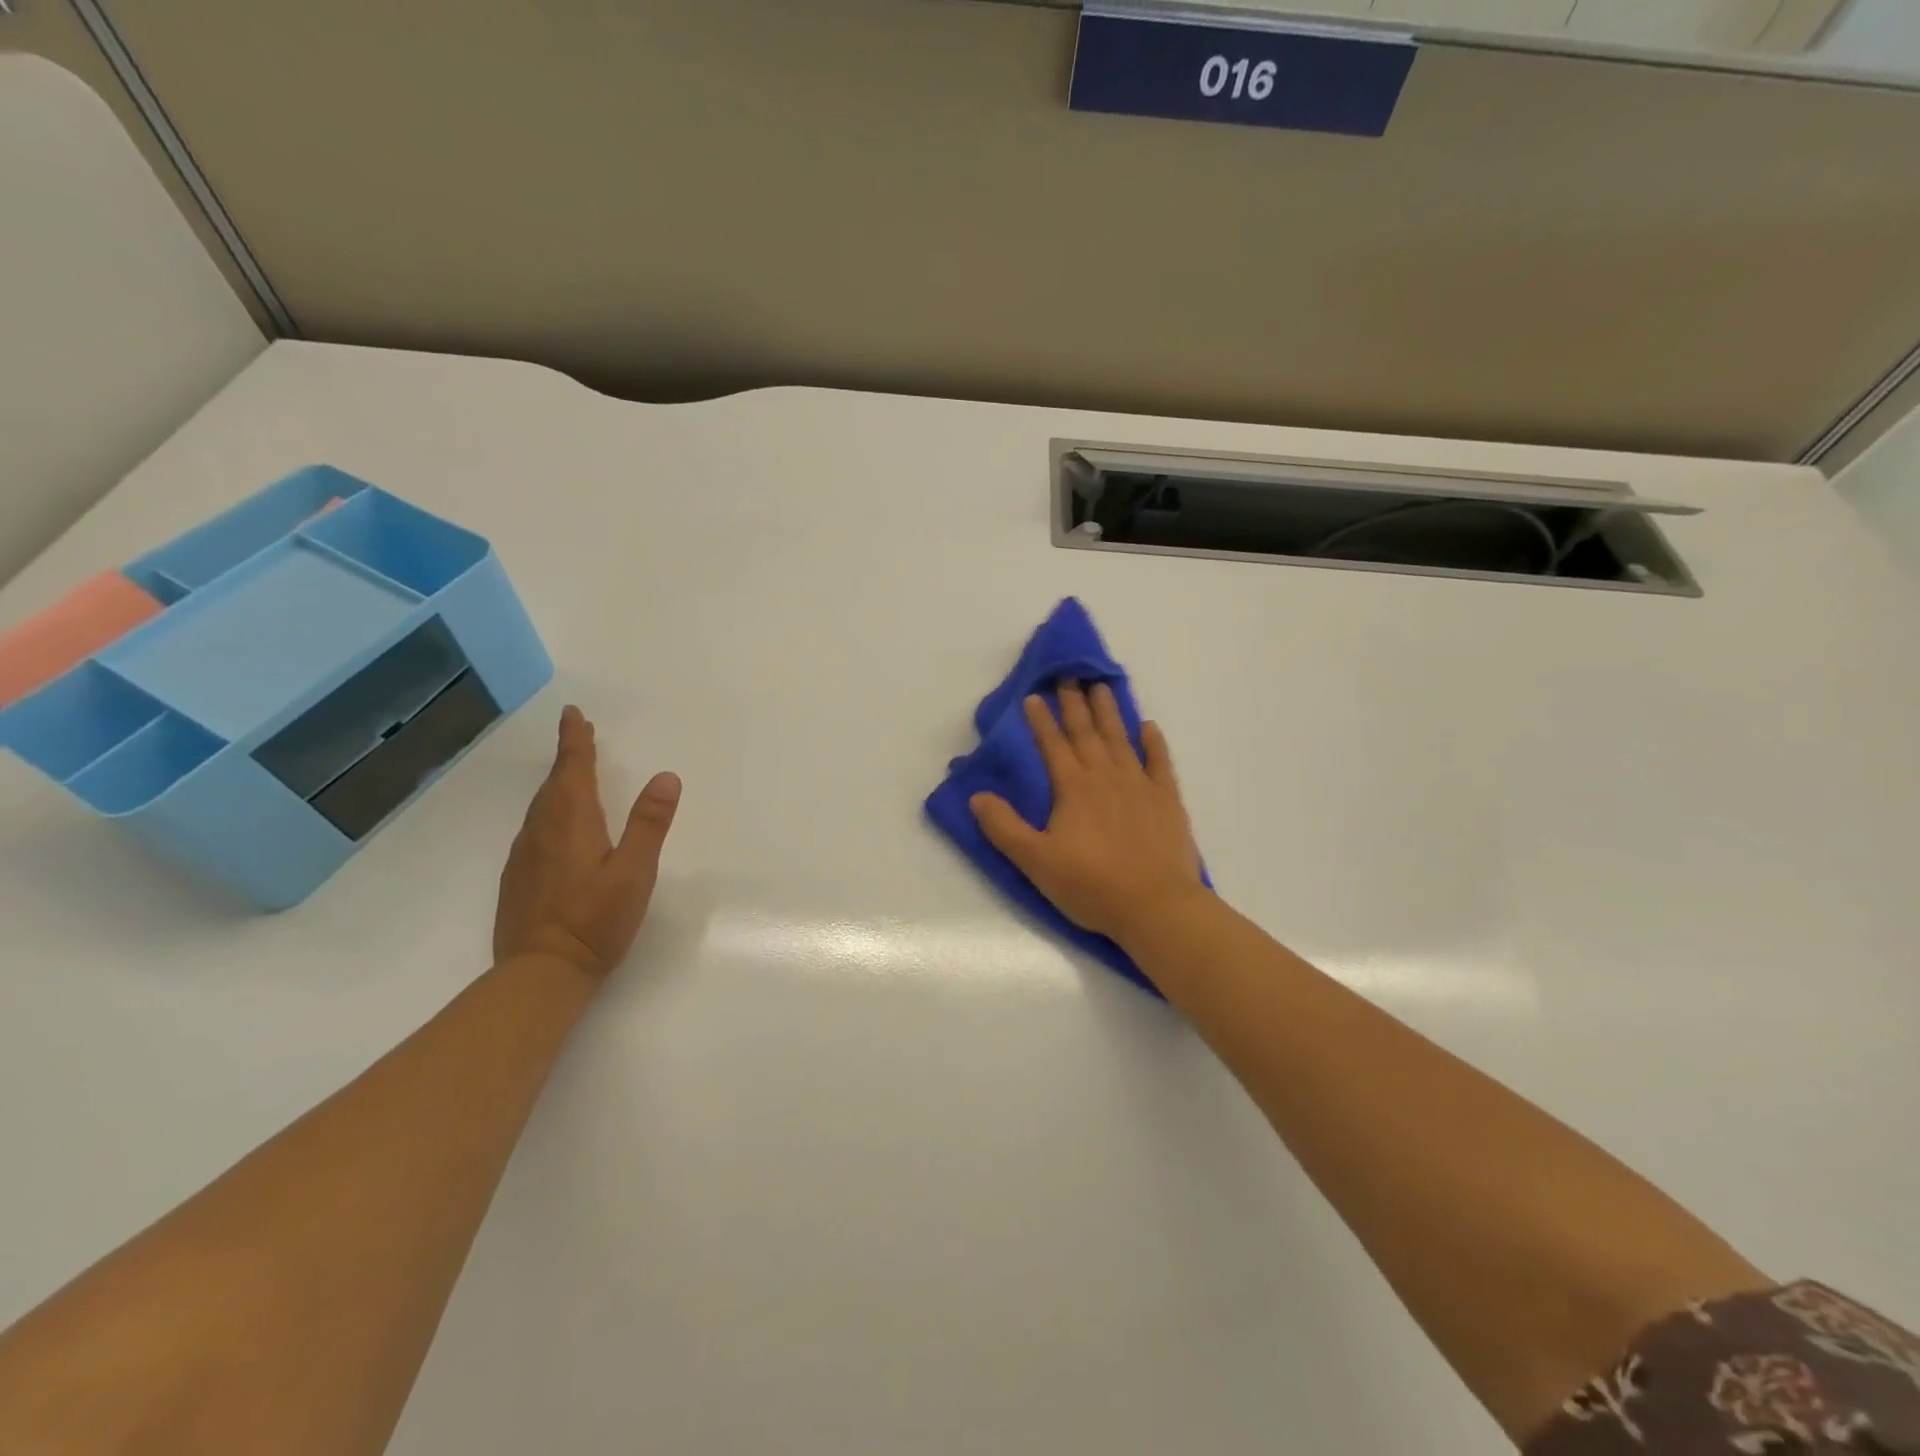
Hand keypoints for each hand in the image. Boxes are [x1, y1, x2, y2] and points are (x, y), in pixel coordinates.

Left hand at [494, 705, 681, 979]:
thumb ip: (648, 824)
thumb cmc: (595, 921)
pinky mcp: (518, 878)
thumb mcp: (634, 872)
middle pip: (554, 784)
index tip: (573, 714)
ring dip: (557, 783)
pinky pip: (534, 828)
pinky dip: (548, 811)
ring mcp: (524, 856)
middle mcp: (541, 832)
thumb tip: (666, 777)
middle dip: (568, 757)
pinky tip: (557, 826)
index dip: (575, 741)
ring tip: (571, 773)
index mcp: (571, 823)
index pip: (573, 770)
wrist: (540, 973)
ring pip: (541, 806)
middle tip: (580, 735)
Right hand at [969, 682, 1207, 945]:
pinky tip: (1149, 726)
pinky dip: (1154, 742)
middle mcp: (1105, 776)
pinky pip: (1160, 761)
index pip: (1052, 745)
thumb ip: (1004, 827)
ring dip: (1110, 712)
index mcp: (1073, 788)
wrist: (1156, 905)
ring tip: (1102, 687)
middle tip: (1069, 676)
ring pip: (1121, 738)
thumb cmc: (1091, 885)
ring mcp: (1140, 785)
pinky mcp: (1167, 800)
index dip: (1041, 720)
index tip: (1034, 695)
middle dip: (1074, 704)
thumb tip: (977, 796)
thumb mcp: (1036, 861)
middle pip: (1086, 733)